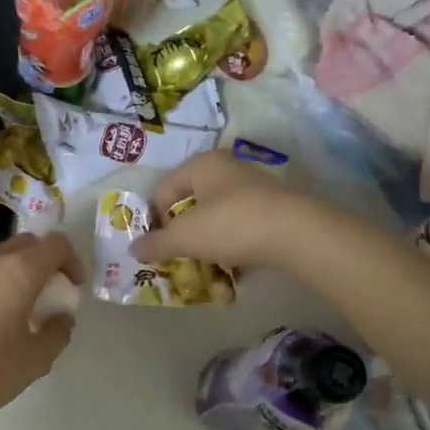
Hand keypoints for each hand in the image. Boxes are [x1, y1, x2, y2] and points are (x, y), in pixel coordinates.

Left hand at [0, 231, 84, 421]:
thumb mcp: (35, 360)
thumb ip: (57, 333)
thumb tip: (61, 318)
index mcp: (20, 270)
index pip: (56, 244)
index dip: (73, 261)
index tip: (73, 288)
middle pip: (28, 244)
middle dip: (45, 263)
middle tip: (50, 295)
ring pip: (0, 257)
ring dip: (17, 273)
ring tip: (19, 309)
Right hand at [132, 150, 315, 269]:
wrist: (296, 233)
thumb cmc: (231, 224)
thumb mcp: (185, 237)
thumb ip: (156, 243)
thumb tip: (133, 249)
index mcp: (202, 164)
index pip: (164, 189)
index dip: (155, 218)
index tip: (158, 246)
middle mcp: (227, 168)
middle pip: (192, 201)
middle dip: (183, 230)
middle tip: (179, 255)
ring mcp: (254, 187)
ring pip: (217, 214)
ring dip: (208, 239)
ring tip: (207, 264)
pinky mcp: (274, 207)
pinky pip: (241, 225)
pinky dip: (233, 243)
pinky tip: (234, 265)